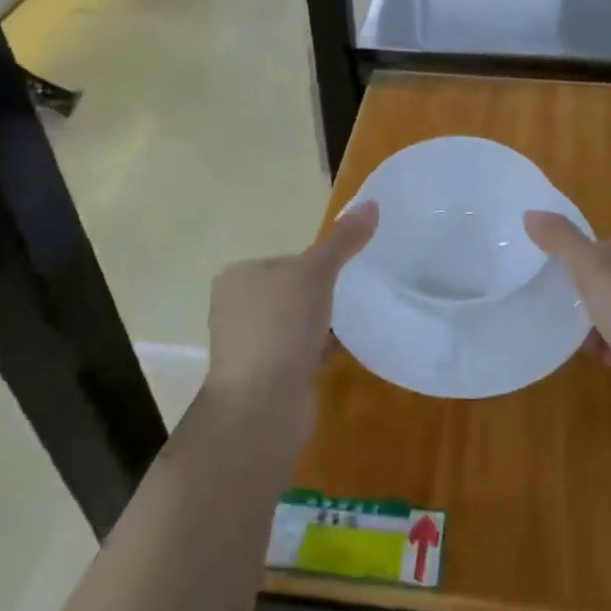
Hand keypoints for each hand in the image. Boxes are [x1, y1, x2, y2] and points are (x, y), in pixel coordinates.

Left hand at [203, 202, 377, 437]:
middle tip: (362, 288)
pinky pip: (303, 350)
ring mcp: (252, 344)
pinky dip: (325, 346)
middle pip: (293, 289)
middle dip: (324, 291)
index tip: (351, 266)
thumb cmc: (281, 327)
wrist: (262, 407)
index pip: (287, 258)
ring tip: (362, 314)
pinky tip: (353, 343)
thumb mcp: (316, 272)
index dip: (320, 261)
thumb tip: (372, 203)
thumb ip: (343, 240)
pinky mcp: (269, 374)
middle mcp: (238, 308)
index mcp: (239, 277)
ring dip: (325, 320)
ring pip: (298, 322)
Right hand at [524, 212, 610, 446]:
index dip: (584, 258)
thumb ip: (561, 240)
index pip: (608, 239)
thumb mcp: (591, 270)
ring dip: (597, 325)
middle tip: (569, 310)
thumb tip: (530, 213)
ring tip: (587, 341)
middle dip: (588, 296)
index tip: (567, 278)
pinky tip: (608, 360)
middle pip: (610, 276)